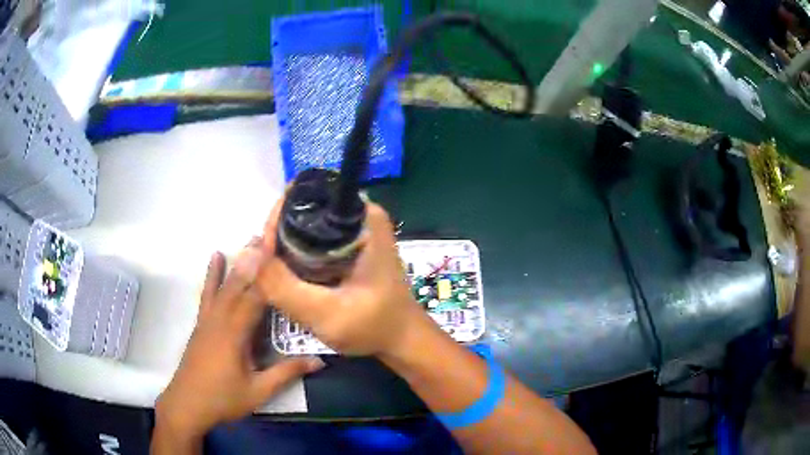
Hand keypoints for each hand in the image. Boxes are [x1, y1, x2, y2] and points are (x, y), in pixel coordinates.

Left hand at [156, 242, 324, 438]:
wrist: (187, 404)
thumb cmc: (223, 399)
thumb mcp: (258, 391)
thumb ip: (286, 373)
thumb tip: (319, 361)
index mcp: (235, 334)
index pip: (256, 298)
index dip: (270, 275)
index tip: (283, 252)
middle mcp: (220, 319)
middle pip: (239, 284)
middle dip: (254, 259)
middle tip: (270, 236)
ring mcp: (208, 319)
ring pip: (224, 285)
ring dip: (238, 262)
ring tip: (250, 240)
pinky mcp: (202, 323)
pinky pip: (209, 293)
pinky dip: (213, 274)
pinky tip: (215, 257)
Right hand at [256, 199, 431, 355]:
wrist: (402, 341)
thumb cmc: (374, 327)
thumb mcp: (327, 314)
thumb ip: (285, 288)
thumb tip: (249, 257)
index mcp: (363, 217)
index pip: (306, 197)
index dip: (277, 221)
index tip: (265, 253)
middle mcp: (359, 215)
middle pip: (302, 211)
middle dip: (278, 238)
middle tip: (266, 271)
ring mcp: (354, 231)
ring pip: (304, 228)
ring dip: (284, 250)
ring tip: (273, 277)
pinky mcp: (349, 247)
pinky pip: (312, 242)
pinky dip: (296, 258)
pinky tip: (288, 279)